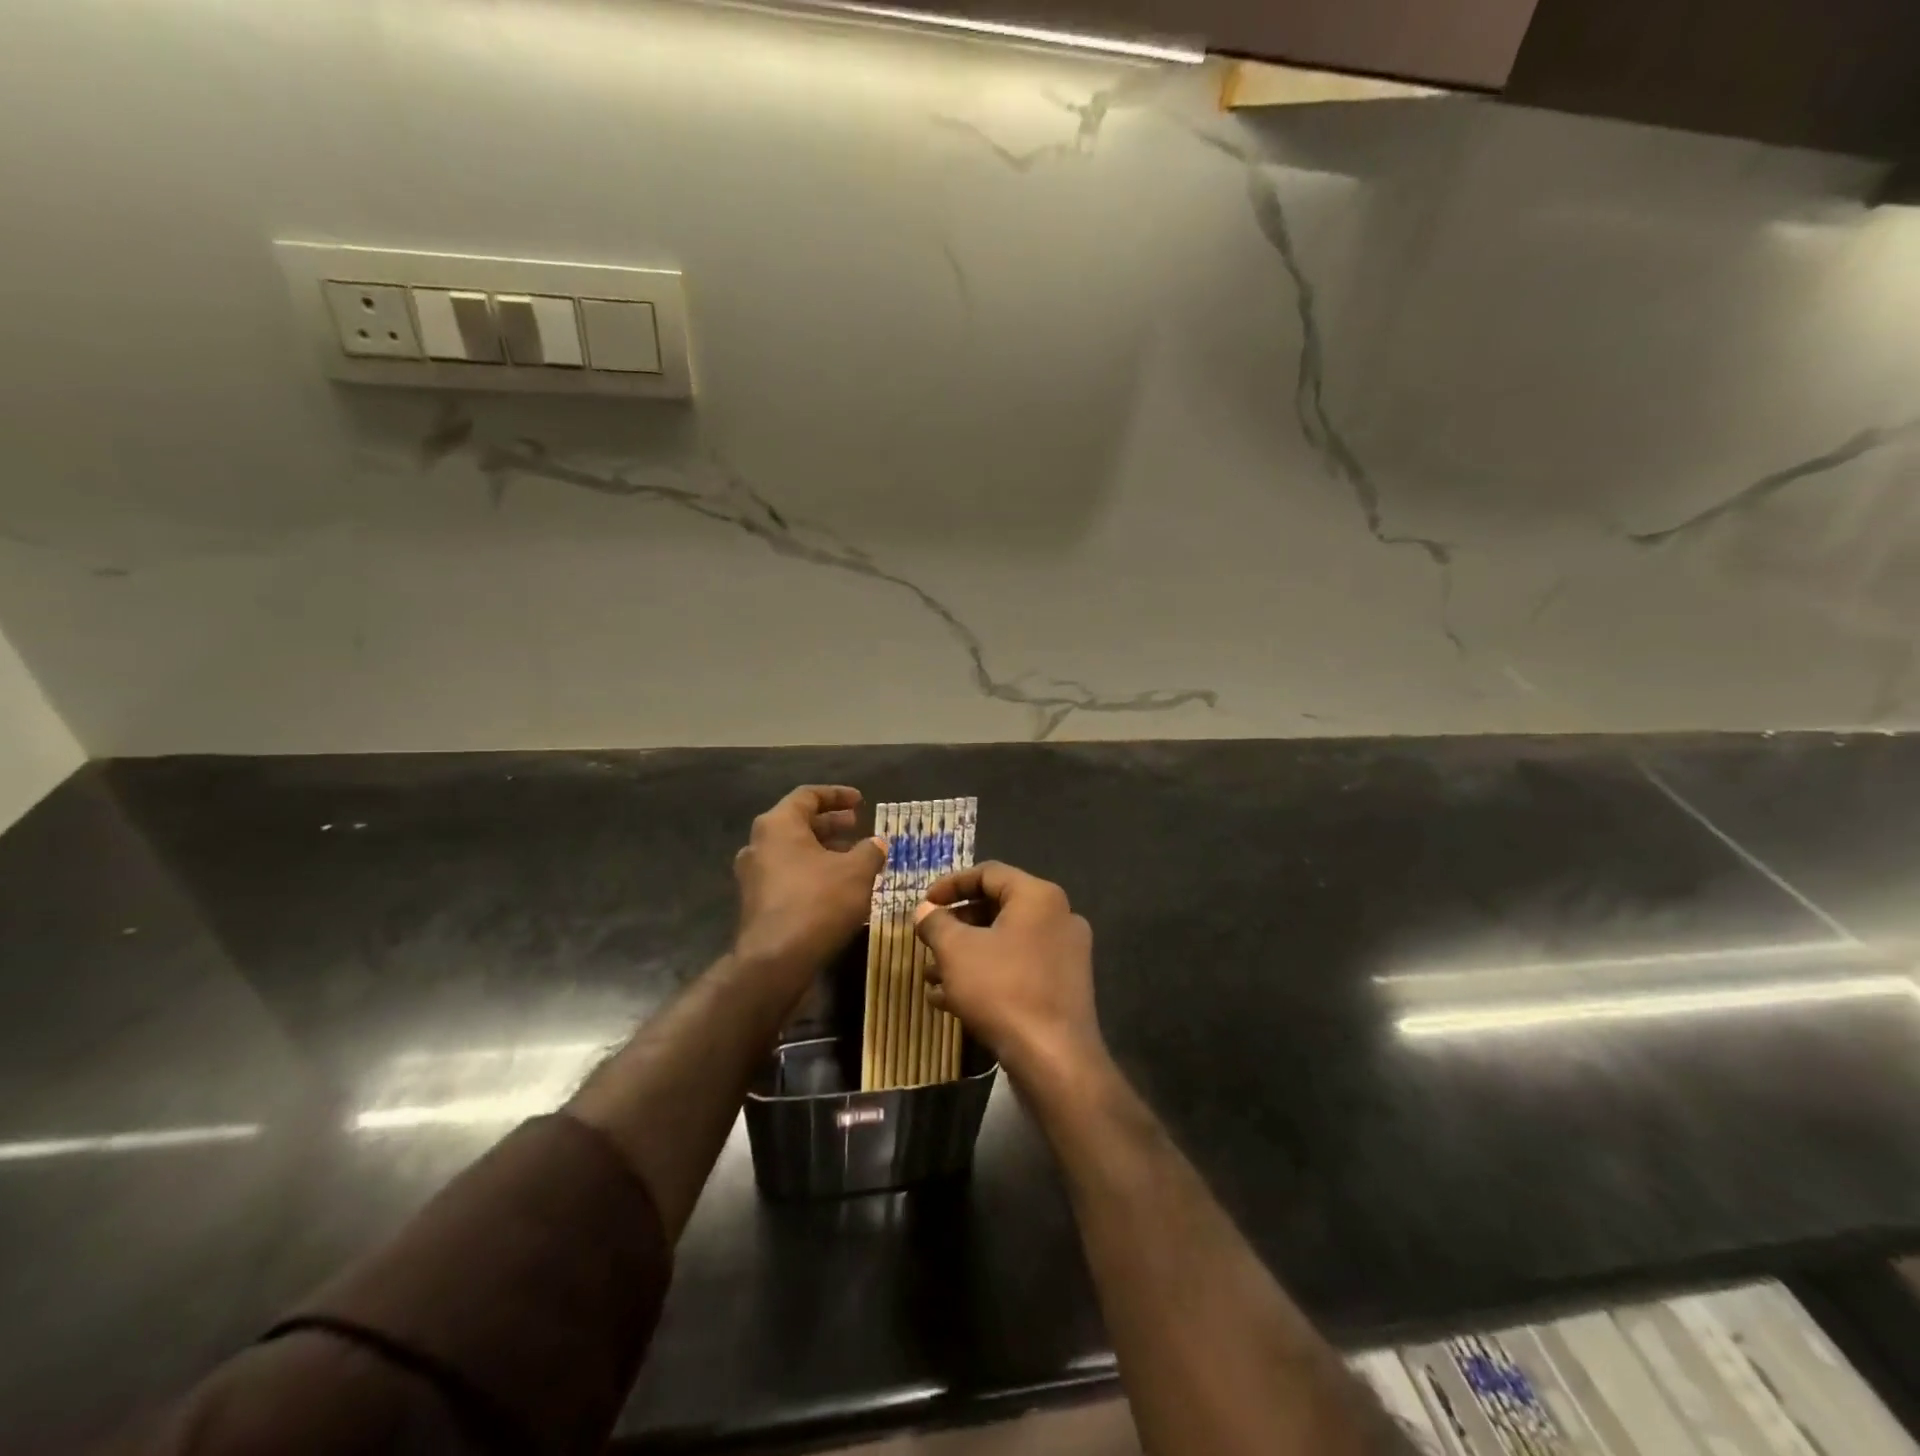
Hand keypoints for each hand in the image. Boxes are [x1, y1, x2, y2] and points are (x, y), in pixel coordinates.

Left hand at [733, 786, 885, 985]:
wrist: (776, 961)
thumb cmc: (818, 902)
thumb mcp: (857, 872)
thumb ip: (870, 851)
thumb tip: (876, 843)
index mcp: (778, 825)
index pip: (808, 795)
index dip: (837, 795)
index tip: (861, 801)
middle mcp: (759, 844)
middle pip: (798, 823)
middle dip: (831, 824)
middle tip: (857, 826)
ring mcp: (753, 875)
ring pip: (793, 851)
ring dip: (823, 850)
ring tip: (853, 858)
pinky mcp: (756, 902)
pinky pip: (787, 875)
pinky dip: (812, 872)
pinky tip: (837, 887)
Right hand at [913, 862, 1103, 1084]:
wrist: (1054, 1059)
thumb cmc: (1003, 989)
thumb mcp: (956, 951)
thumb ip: (936, 923)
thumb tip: (925, 910)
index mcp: (1039, 896)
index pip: (989, 873)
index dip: (951, 884)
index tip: (924, 904)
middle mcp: (1059, 917)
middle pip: (998, 907)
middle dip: (956, 925)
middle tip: (928, 940)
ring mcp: (1065, 954)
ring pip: (1006, 942)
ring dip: (967, 954)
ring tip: (932, 976)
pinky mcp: (1064, 987)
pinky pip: (1019, 968)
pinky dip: (987, 974)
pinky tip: (951, 1000)